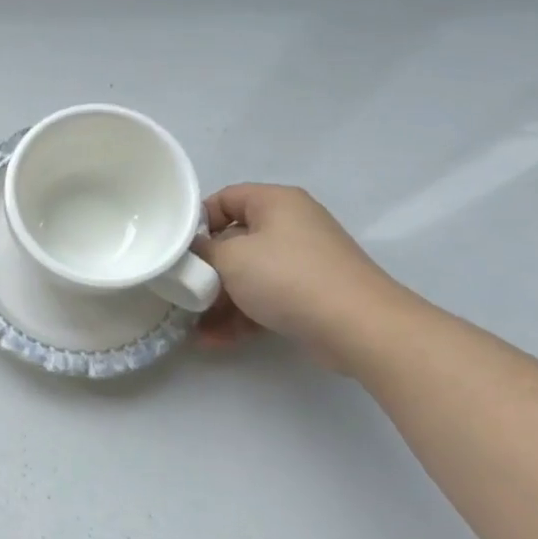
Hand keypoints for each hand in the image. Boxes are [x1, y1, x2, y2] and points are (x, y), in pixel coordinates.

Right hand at [193, 184, 407, 369]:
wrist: (359, 327)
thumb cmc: (287, 277)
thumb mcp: (231, 258)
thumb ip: (202, 251)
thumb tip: (194, 252)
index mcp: (275, 202)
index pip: (225, 198)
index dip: (197, 221)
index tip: (178, 250)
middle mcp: (291, 225)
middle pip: (235, 240)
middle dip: (207, 269)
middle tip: (183, 290)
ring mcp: (304, 261)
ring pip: (249, 274)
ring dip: (220, 299)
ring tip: (195, 325)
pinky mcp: (311, 294)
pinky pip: (267, 297)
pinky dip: (243, 315)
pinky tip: (216, 340)